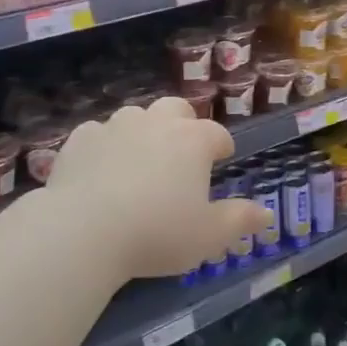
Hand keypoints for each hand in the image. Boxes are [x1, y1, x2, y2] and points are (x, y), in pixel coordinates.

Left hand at [43, 97, 264, 279]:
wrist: (84, 230)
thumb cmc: (157, 233)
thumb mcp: (208, 236)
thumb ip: (239, 221)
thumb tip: (266, 213)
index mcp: (192, 140)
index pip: (217, 133)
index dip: (222, 145)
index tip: (223, 157)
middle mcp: (156, 123)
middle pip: (176, 109)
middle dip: (183, 123)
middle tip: (182, 151)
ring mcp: (115, 126)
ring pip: (135, 116)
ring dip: (143, 130)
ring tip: (140, 159)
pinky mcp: (80, 139)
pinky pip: (98, 133)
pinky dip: (104, 145)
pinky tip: (100, 167)